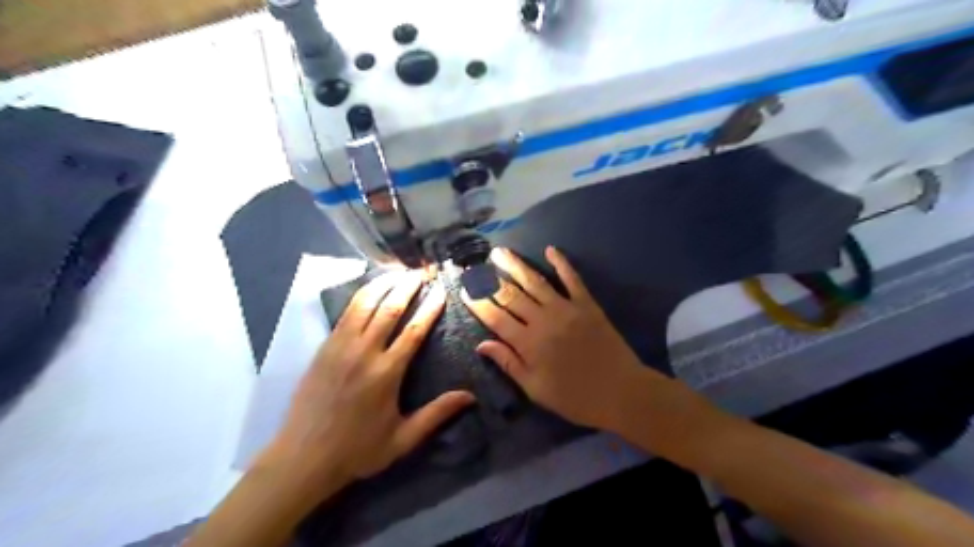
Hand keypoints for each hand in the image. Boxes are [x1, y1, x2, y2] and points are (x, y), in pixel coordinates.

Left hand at [264, 269, 477, 482]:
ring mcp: (340, 347)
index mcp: (387, 373)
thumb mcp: (403, 439)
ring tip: (398, 271)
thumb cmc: (357, 450)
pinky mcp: (324, 348)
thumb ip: (437, 414)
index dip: (430, 308)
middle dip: (408, 286)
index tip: (441, 290)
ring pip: (365, 304)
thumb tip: (470, 396)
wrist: (303, 458)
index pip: (414, 330)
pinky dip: (360, 296)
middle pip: (390, 309)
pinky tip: (370, 288)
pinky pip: (345, 313)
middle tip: (422, 271)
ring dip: (384, 284)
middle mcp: (364, 353)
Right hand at [462, 248, 657, 430]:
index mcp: (528, 343)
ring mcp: (566, 308)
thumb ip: (509, 363)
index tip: (463, 289)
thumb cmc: (575, 397)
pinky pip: (572, 279)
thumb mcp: (536, 389)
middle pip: (511, 295)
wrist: (621, 392)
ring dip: (516, 265)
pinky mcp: (587, 304)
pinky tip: (550, 249)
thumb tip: (481, 344)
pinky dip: (561, 263)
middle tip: (474, 266)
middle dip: (489, 279)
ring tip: (500, 252)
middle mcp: (543, 320)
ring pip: (535, 282)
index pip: (495, 317)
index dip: (477, 302)